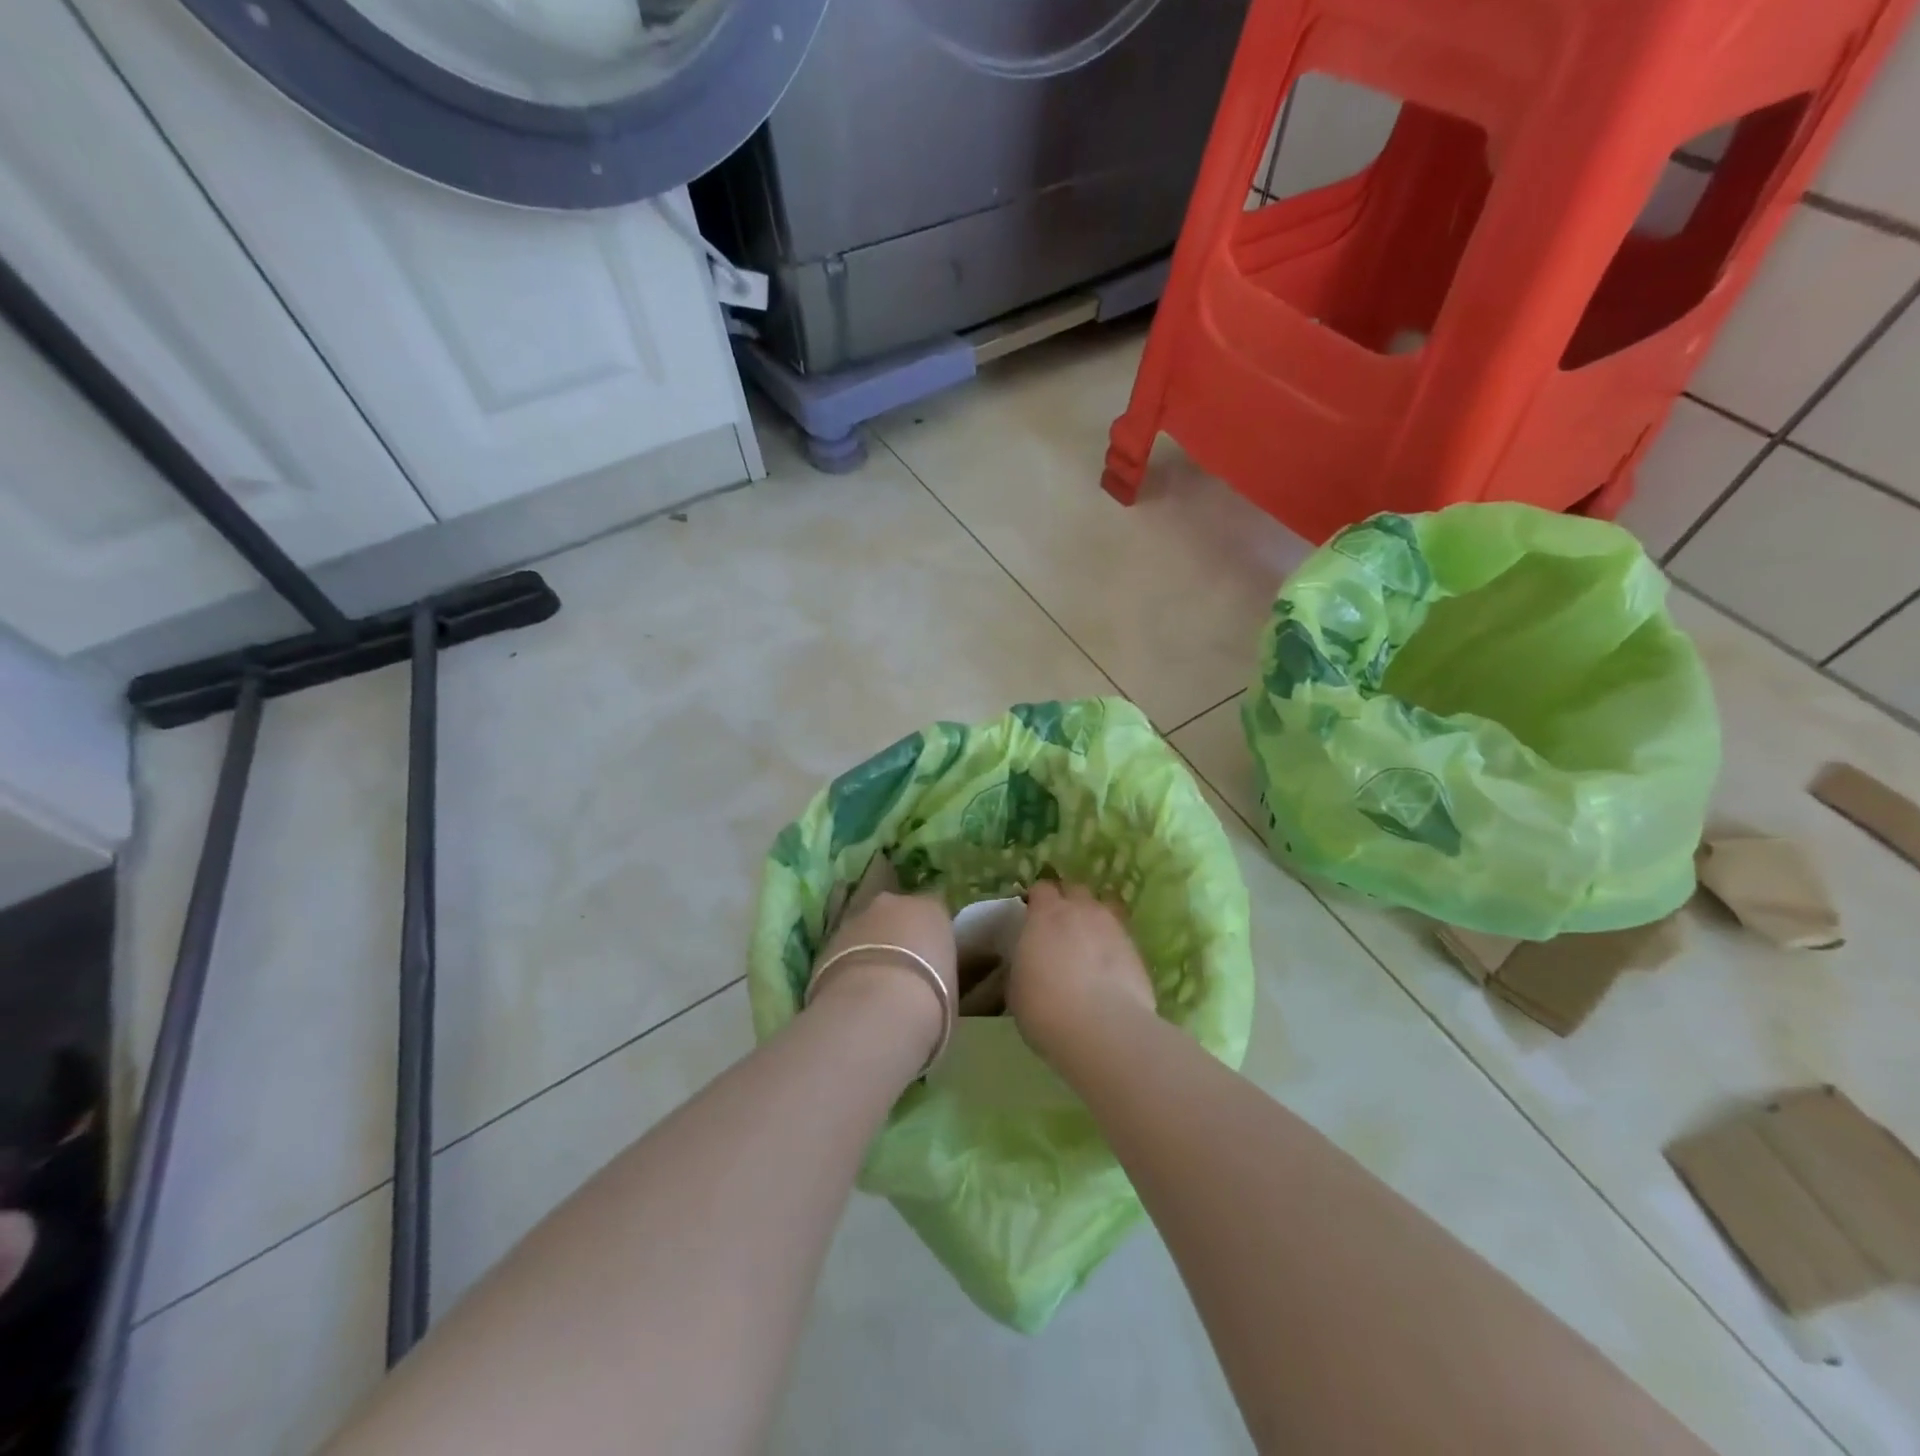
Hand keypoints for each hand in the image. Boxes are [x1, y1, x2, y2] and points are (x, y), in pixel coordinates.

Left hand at [811, 892, 956, 1058]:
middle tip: (901, 973)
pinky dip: (846, 966)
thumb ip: (940, 974)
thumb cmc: (931, 1000)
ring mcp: (856, 919)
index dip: (931, 936)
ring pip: (865, 930)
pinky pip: (842, 951)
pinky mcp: (826, 942)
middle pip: (896, 914)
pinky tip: (850, 995)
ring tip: (872, 989)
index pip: (934, 913)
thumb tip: (933, 985)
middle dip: (897, 936)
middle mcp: (894, 903)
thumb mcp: (951, 989)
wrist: (876, 1010)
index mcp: (932, 909)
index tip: (932, 961)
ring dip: (868, 950)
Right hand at [1008, 881, 1156, 1060]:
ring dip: (1095, 918)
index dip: (1037, 900)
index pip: (1042, 888)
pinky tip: (1110, 965)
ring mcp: (1113, 926)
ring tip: (1091, 942)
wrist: (1102, 1027)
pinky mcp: (1137, 948)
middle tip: (1061, 927)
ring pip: (1105, 906)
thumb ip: (1022, 964)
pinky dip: (1114, 943)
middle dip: (1069, 902)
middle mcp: (1081, 910)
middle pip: (1075, 889)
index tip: (1033, 916)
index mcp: (1045, 913)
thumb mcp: (1016, 987)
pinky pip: (1122, 934)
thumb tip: (1027, 963)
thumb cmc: (1045, 1007)